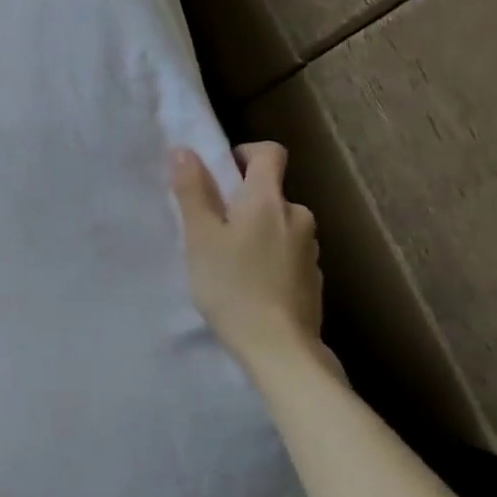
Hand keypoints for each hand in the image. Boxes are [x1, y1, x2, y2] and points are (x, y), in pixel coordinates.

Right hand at [171, 143, 324, 368]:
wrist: (278, 346)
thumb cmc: (231, 285)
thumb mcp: (200, 237)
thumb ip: (193, 191)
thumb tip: (184, 150)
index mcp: (268, 200)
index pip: (269, 153)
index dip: (244, 154)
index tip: (220, 174)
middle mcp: (298, 215)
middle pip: (270, 192)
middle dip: (242, 202)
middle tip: (211, 230)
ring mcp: (309, 248)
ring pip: (279, 224)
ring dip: (256, 232)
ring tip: (228, 262)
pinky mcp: (312, 277)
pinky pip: (287, 253)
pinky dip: (269, 258)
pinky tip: (249, 285)